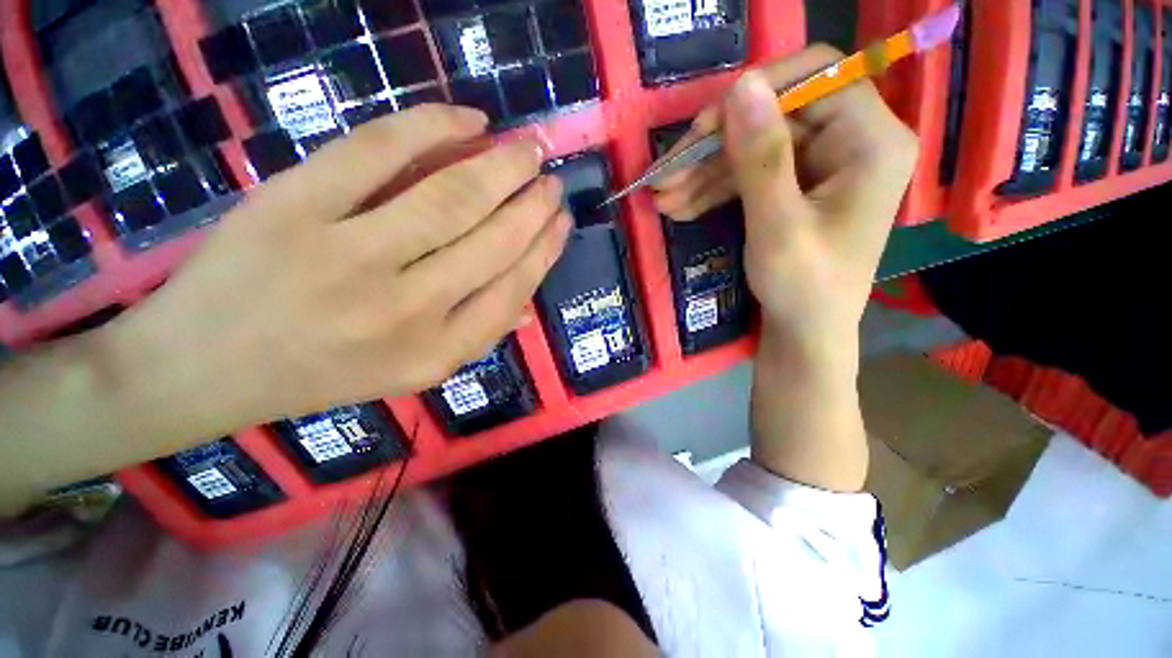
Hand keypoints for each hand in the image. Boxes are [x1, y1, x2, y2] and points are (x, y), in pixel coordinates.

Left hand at [114, 104, 570, 427]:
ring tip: (529, 147)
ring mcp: (347, 255)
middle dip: (532, 204)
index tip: (561, 221)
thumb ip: (475, 336)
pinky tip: (469, 121)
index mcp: (435, 353)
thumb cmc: (317, 374)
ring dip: (502, 165)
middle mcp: (405, 310)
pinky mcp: (294, 205)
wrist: (199, 368)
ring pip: (451, 197)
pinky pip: (379, 151)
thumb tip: (529, 302)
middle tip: (551, 177)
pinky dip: (432, 126)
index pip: (512, 291)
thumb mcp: (409, 371)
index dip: (544, 250)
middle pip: (491, 241)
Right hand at [691, 47, 917, 355]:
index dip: (756, 92)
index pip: (815, 75)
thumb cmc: (803, 288)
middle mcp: (853, 140)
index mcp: (871, 141)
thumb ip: (762, 157)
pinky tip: (681, 206)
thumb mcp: (778, 226)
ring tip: (662, 198)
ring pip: (753, 146)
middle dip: (713, 147)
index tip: (702, 129)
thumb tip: (741, 85)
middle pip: (773, 115)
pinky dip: (713, 188)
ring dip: (703, 172)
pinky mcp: (797, 186)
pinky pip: (750, 173)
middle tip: (664, 176)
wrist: (804, 333)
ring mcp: (822, 164)